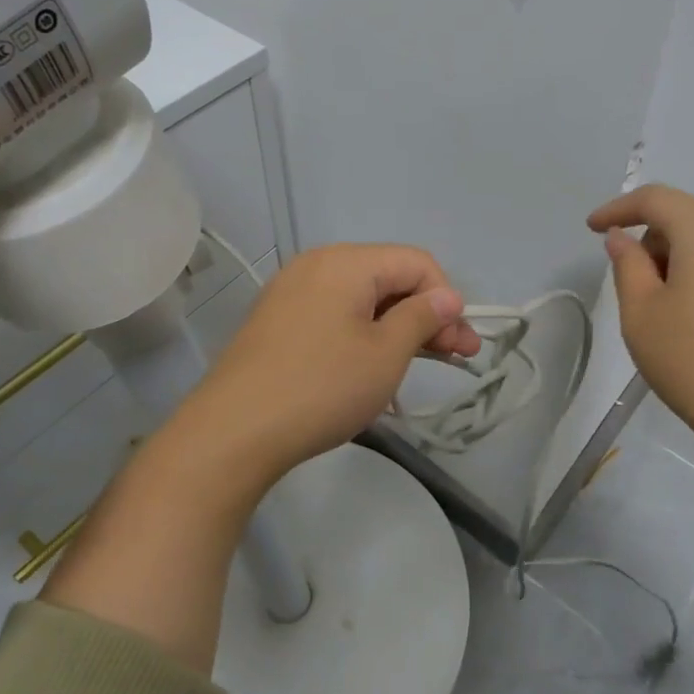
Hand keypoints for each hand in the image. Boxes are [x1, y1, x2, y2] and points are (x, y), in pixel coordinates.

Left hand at [174, 243, 480, 493]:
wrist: (232, 432)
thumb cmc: (321, 387)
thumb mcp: (386, 354)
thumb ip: (422, 318)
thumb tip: (447, 297)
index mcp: (346, 261)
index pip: (416, 263)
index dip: (446, 299)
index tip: (460, 344)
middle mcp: (317, 265)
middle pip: (389, 278)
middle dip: (427, 315)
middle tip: (457, 358)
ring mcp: (292, 293)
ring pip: (363, 300)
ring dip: (398, 328)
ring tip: (421, 365)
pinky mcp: (278, 322)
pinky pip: (335, 316)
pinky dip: (364, 335)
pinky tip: (375, 367)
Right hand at [588, 185, 693, 524]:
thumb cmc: (692, 359)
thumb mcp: (640, 311)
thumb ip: (627, 264)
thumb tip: (622, 239)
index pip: (655, 199)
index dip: (618, 209)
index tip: (592, 229)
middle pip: (684, 219)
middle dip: (650, 240)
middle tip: (629, 284)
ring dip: (677, 260)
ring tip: (662, 308)